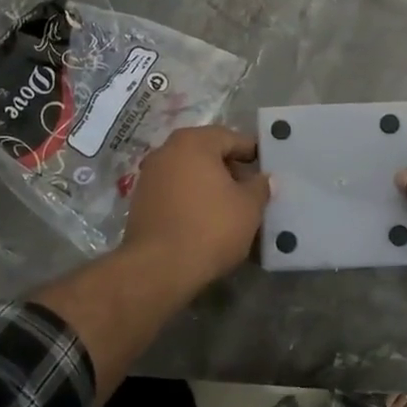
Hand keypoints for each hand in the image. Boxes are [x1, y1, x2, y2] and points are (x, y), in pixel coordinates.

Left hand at [120, 125, 269, 291]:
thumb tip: (265, 178)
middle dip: (230, 170)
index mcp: (194, 142)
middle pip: (207, 153)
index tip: (267, 170)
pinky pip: (174, 192)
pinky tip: (205, 221)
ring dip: (209, 186)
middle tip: (251, 191)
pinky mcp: (140, 202)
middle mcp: (166, 151)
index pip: (231, 138)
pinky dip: (191, 200)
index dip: (252, 153)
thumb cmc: (210, 228)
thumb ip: (260, 186)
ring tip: (230, 209)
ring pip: (189, 174)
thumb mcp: (248, 207)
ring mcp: (149, 176)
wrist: (158, 268)